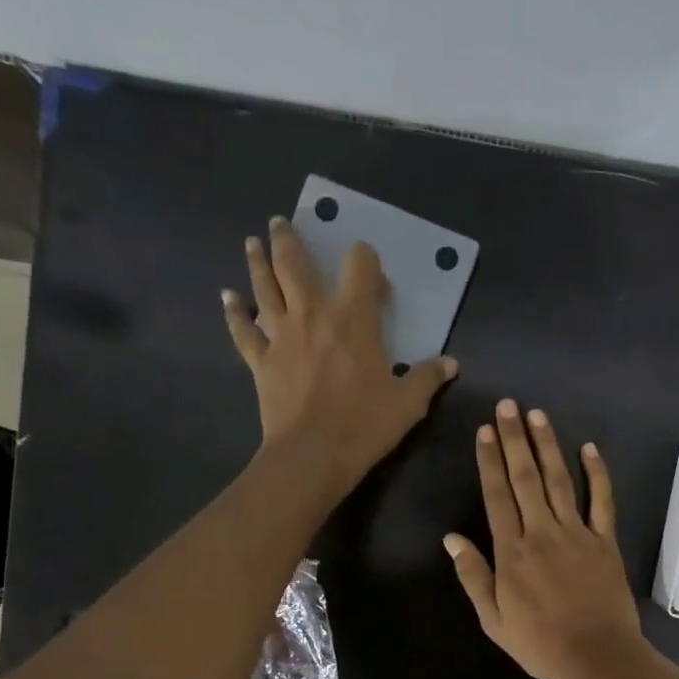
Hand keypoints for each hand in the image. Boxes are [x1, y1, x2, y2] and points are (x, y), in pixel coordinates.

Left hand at [224, 217, 456, 500]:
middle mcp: (313, 315)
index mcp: (353, 319)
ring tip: (252, 242)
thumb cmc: (364, 425)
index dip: (367, 263)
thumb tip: (451, 363)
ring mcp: (280, 336)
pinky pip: (243, 331)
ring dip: (258, 262)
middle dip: (289, 240)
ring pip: (264, 288)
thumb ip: (428, 377)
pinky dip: (234, 313)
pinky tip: (227, 297)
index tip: (373, 281)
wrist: (312, 455)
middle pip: (295, 265)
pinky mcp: (260, 361)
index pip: (359, 266)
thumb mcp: (408, 404)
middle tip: (281, 223)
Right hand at [444, 400, 649, 678]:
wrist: (597, 657)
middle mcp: (542, 532)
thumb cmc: (540, 643)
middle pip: (525, 478)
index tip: (485, 431)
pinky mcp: (605, 541)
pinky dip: (597, 474)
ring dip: (548, 446)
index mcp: (512, 552)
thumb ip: (473, 576)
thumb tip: (451, 538)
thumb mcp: (494, 619)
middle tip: (508, 406)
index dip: (489, 461)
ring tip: (538, 415)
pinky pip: (602, 501)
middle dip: (515, 439)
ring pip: (560, 481)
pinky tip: (590, 448)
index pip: (496, 496)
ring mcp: (577, 533)